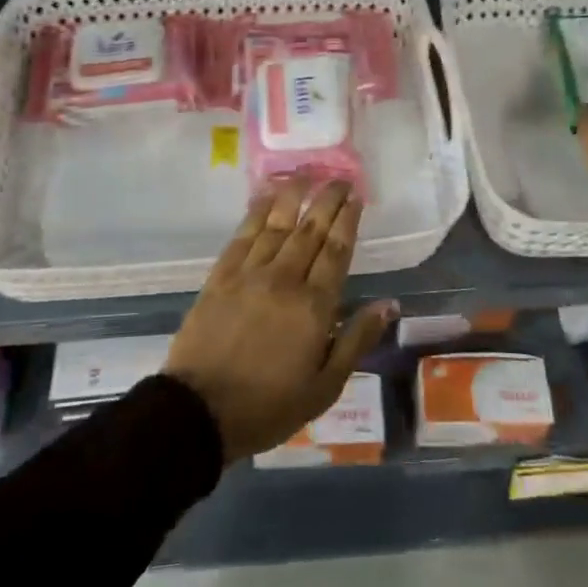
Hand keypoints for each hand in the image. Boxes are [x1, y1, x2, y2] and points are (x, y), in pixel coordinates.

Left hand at [165, 177, 395, 462]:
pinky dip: (257, 212)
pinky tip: (266, 197)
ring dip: (294, 196)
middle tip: (340, 178)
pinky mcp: (220, 277)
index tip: (356, 196)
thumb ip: (357, 340)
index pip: (336, 251)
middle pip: (310, 230)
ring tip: (307, 174)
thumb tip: (389, 303)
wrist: (198, 412)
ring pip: (277, 224)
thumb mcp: (324, 386)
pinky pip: (243, 235)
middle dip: (327, 200)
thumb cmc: (269, 406)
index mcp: (314, 306)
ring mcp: (249, 274)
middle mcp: (284, 279)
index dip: (348, 220)